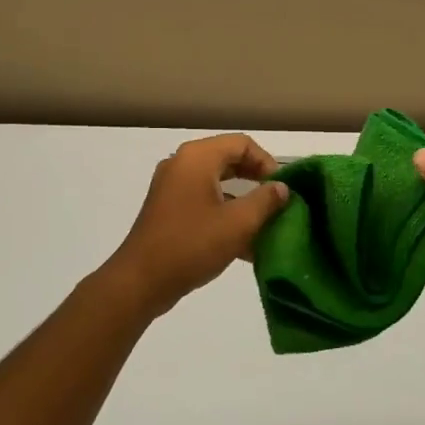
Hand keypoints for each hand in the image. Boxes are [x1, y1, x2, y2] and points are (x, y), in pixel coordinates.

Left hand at [103, 133, 288, 317]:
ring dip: (243, 201)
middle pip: (229, 160)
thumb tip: (282, 188)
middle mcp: (182, 164)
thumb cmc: (192, 245)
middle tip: (278, 203)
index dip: (267, 162)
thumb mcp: (238, 223)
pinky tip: (245, 244)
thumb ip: (265, 201)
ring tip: (266, 225)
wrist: (141, 281)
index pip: (242, 144)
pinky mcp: (167, 210)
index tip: (283, 189)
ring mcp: (171, 187)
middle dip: (256, 181)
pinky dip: (225, 215)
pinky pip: (203, 202)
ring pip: (217, 184)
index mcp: (197, 158)